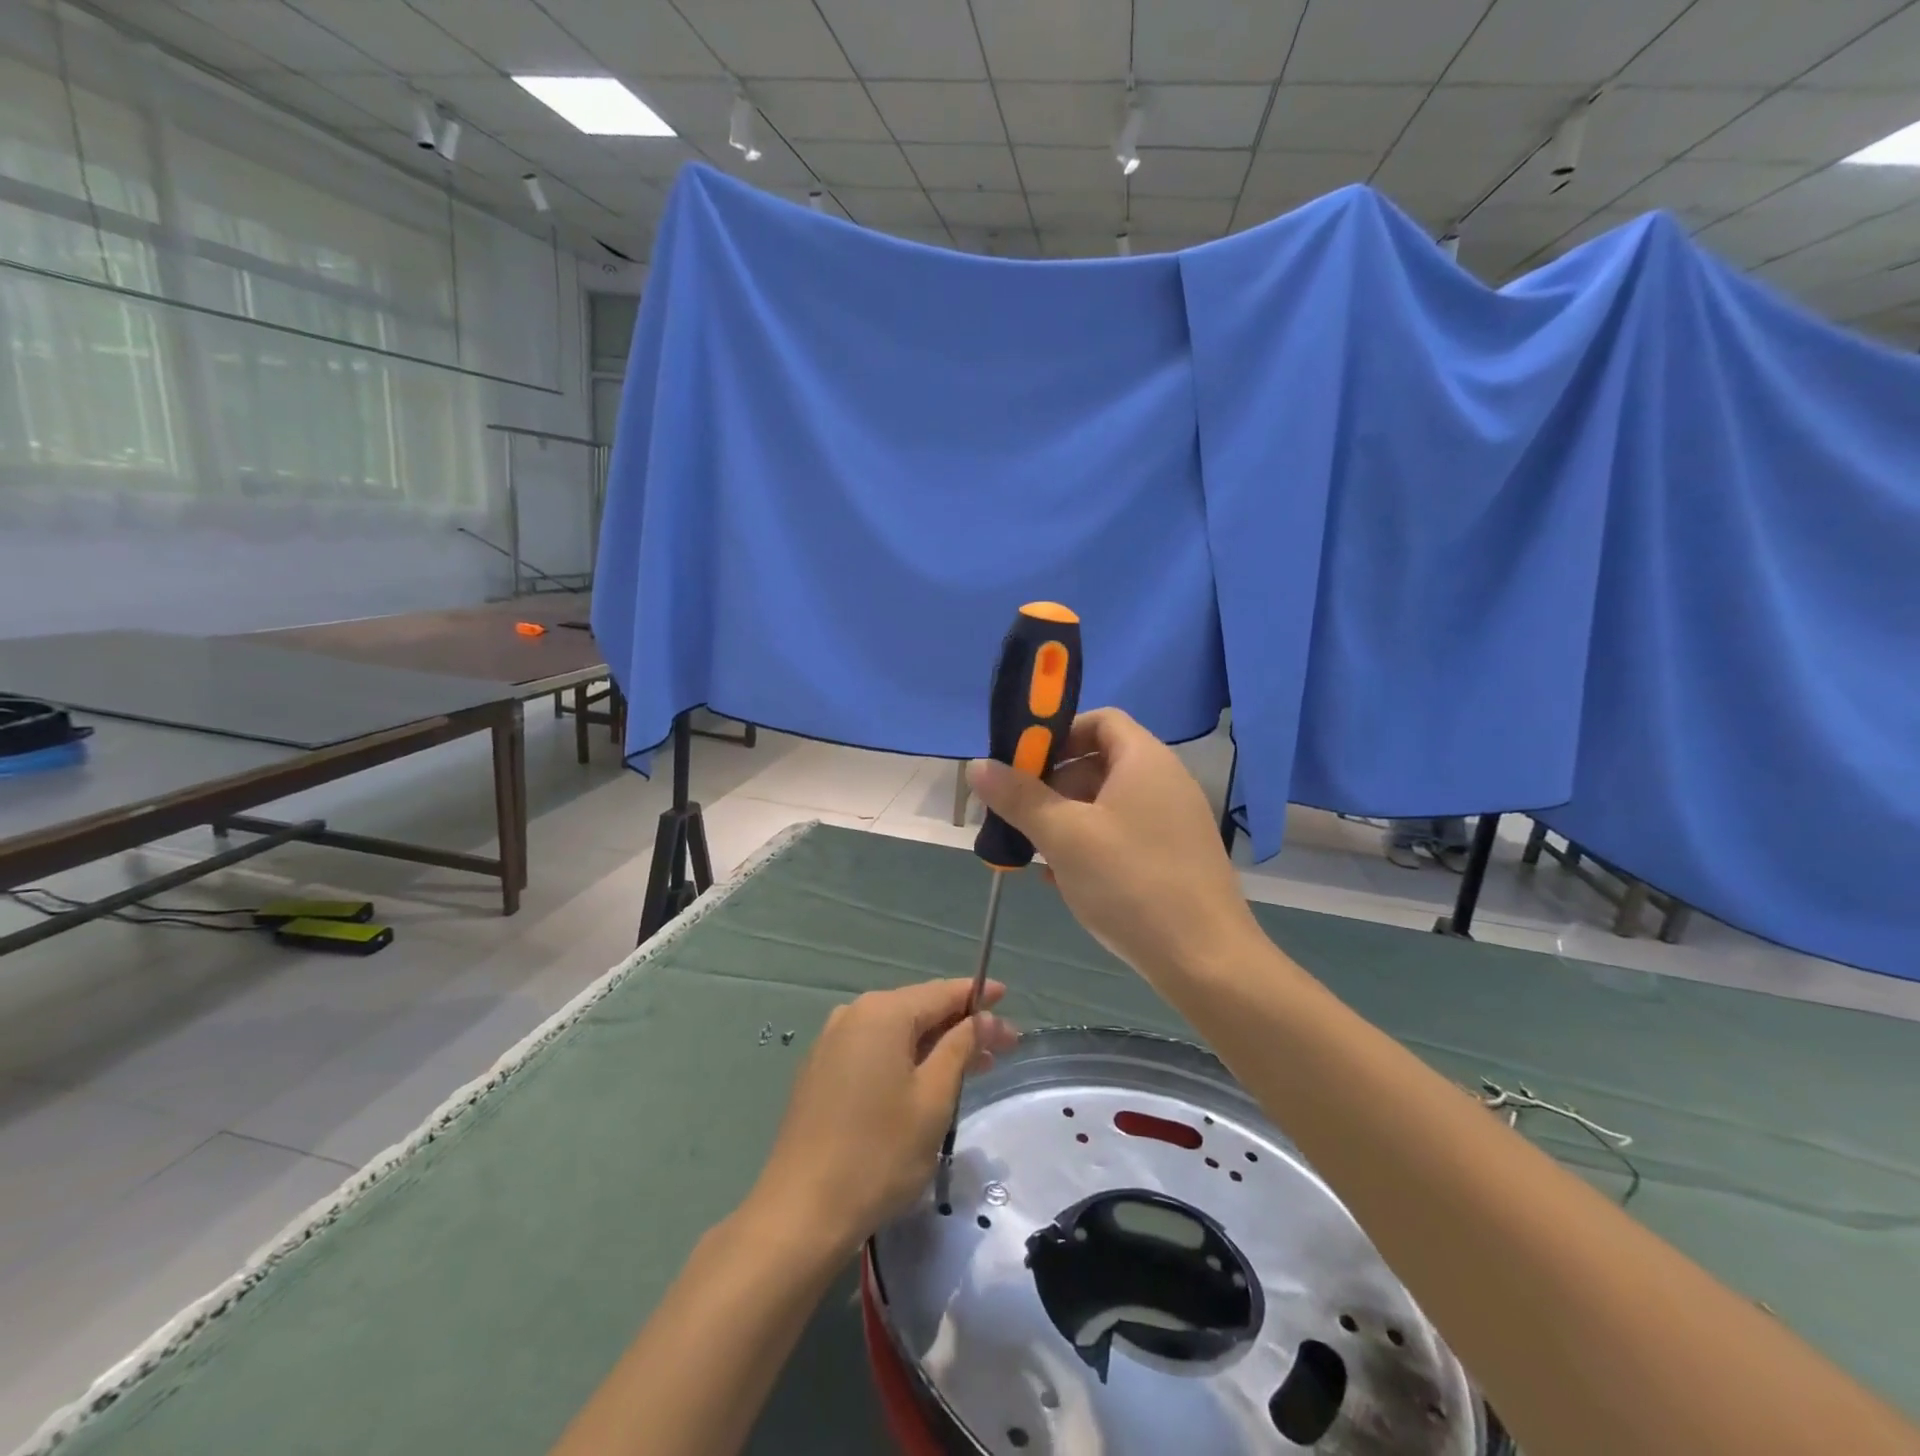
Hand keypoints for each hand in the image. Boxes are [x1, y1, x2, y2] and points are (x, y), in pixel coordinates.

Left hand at [748, 980, 1017, 1256]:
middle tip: (1002, 1046)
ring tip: (974, 1066)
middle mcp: (853, 1015)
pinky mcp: (821, 1071)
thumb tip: (981, 1018)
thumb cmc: (879, 1153)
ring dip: (936, 1045)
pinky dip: (905, 1058)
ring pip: (897, 1032)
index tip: (1007, 998)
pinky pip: (874, 1050)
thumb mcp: (933, 1098)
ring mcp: (832, 1042)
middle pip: (919, 1009)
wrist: (801, 1210)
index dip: (977, 995)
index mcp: (882, 1013)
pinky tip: (926, 1080)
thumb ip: (960, 1048)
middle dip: (961, 1025)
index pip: (941, 992)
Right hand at [966, 707, 1263, 987]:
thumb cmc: (1131, 883)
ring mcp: (1173, 821)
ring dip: (1066, 818)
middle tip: (1018, 813)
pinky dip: (1091, 844)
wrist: (1206, 962)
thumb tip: (977, 766)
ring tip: (1033, 849)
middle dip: (1052, 783)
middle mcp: (1165, 781)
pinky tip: (1062, 877)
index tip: (1023, 764)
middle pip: (1099, 762)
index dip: (1058, 733)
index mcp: (1144, 760)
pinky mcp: (1174, 857)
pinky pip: (1124, 834)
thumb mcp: (1064, 836)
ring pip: (1108, 803)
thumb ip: (1019, 797)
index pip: (1099, 721)